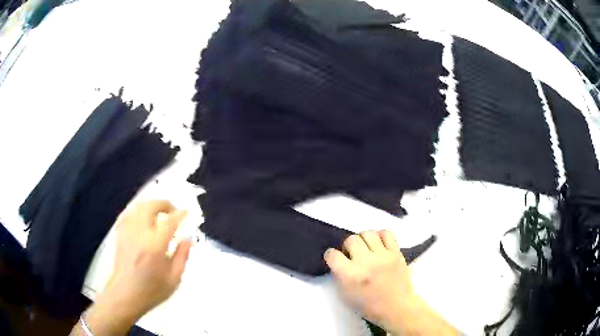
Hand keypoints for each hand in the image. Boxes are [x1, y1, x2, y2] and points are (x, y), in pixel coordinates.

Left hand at [72, 201, 191, 335]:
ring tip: (160, 214)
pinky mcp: (120, 232)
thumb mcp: (174, 279)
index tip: (187, 213)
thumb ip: (182, 256)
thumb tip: (188, 239)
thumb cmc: (152, 290)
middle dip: (165, 204)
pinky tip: (145, 219)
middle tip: (174, 211)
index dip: (180, 214)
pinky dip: (140, 211)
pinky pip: (130, 212)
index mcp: (155, 246)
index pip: (169, 221)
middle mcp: (139, 233)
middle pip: (151, 206)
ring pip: (139, 206)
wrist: (125, 294)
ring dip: (152, 206)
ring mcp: (127, 231)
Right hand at [325, 231, 456, 335]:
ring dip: (363, 240)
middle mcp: (366, 262)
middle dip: (348, 246)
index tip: (335, 259)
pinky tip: (379, 244)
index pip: (333, 254)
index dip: (331, 256)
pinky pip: (387, 233)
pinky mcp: (396, 253)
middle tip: (352, 255)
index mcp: (350, 275)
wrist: (396, 307)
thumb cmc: (369, 305)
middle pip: (351, 240)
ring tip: (366, 248)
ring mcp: (383, 256)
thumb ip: (339, 275)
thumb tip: (339, 260)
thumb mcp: (346, 295)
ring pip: (368, 233)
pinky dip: (380, 236)